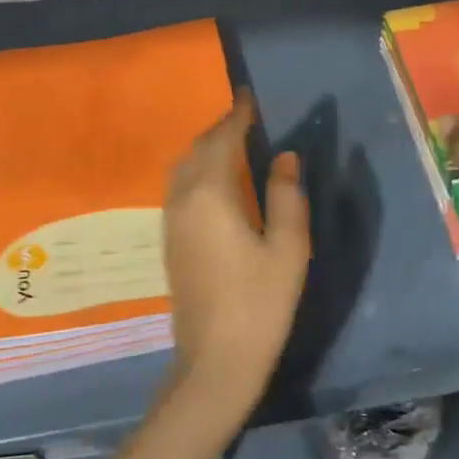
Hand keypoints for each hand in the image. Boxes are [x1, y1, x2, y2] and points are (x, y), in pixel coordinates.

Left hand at [163, 92, 310, 426]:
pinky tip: (215, 182)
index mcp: (211, 195)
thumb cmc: (260, 304)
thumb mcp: (288, 249)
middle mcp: (183, 200)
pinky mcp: (170, 242)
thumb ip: (285, 196)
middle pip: (197, 150)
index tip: (248, 96)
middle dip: (219, 129)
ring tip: (231, 143)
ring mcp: (171, 222)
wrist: (215, 361)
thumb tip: (284, 156)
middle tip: (244, 118)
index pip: (222, 140)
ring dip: (205, 149)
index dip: (236, 116)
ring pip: (182, 169)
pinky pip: (179, 188)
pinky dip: (196, 171)